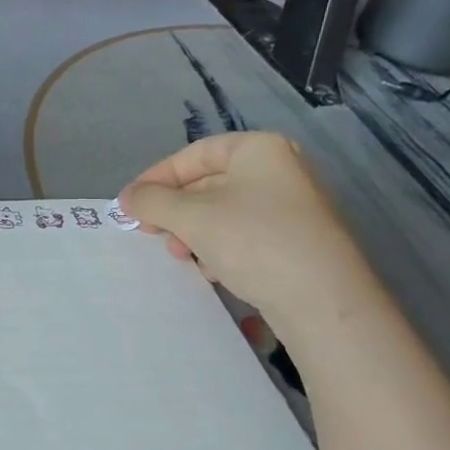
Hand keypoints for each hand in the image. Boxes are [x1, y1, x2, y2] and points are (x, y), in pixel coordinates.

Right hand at [116, 131, 375, 335]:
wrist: (322, 299)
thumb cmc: (254, 241)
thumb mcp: (191, 217)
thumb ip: (151, 201)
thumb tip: (127, 198)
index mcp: (259, 150)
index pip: (193, 154)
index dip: (156, 178)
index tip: (131, 206)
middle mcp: (280, 170)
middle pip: (207, 183)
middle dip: (174, 211)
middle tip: (152, 235)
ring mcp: (291, 206)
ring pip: (222, 212)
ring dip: (192, 233)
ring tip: (183, 257)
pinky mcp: (295, 239)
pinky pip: (243, 233)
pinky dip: (218, 247)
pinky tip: (212, 270)